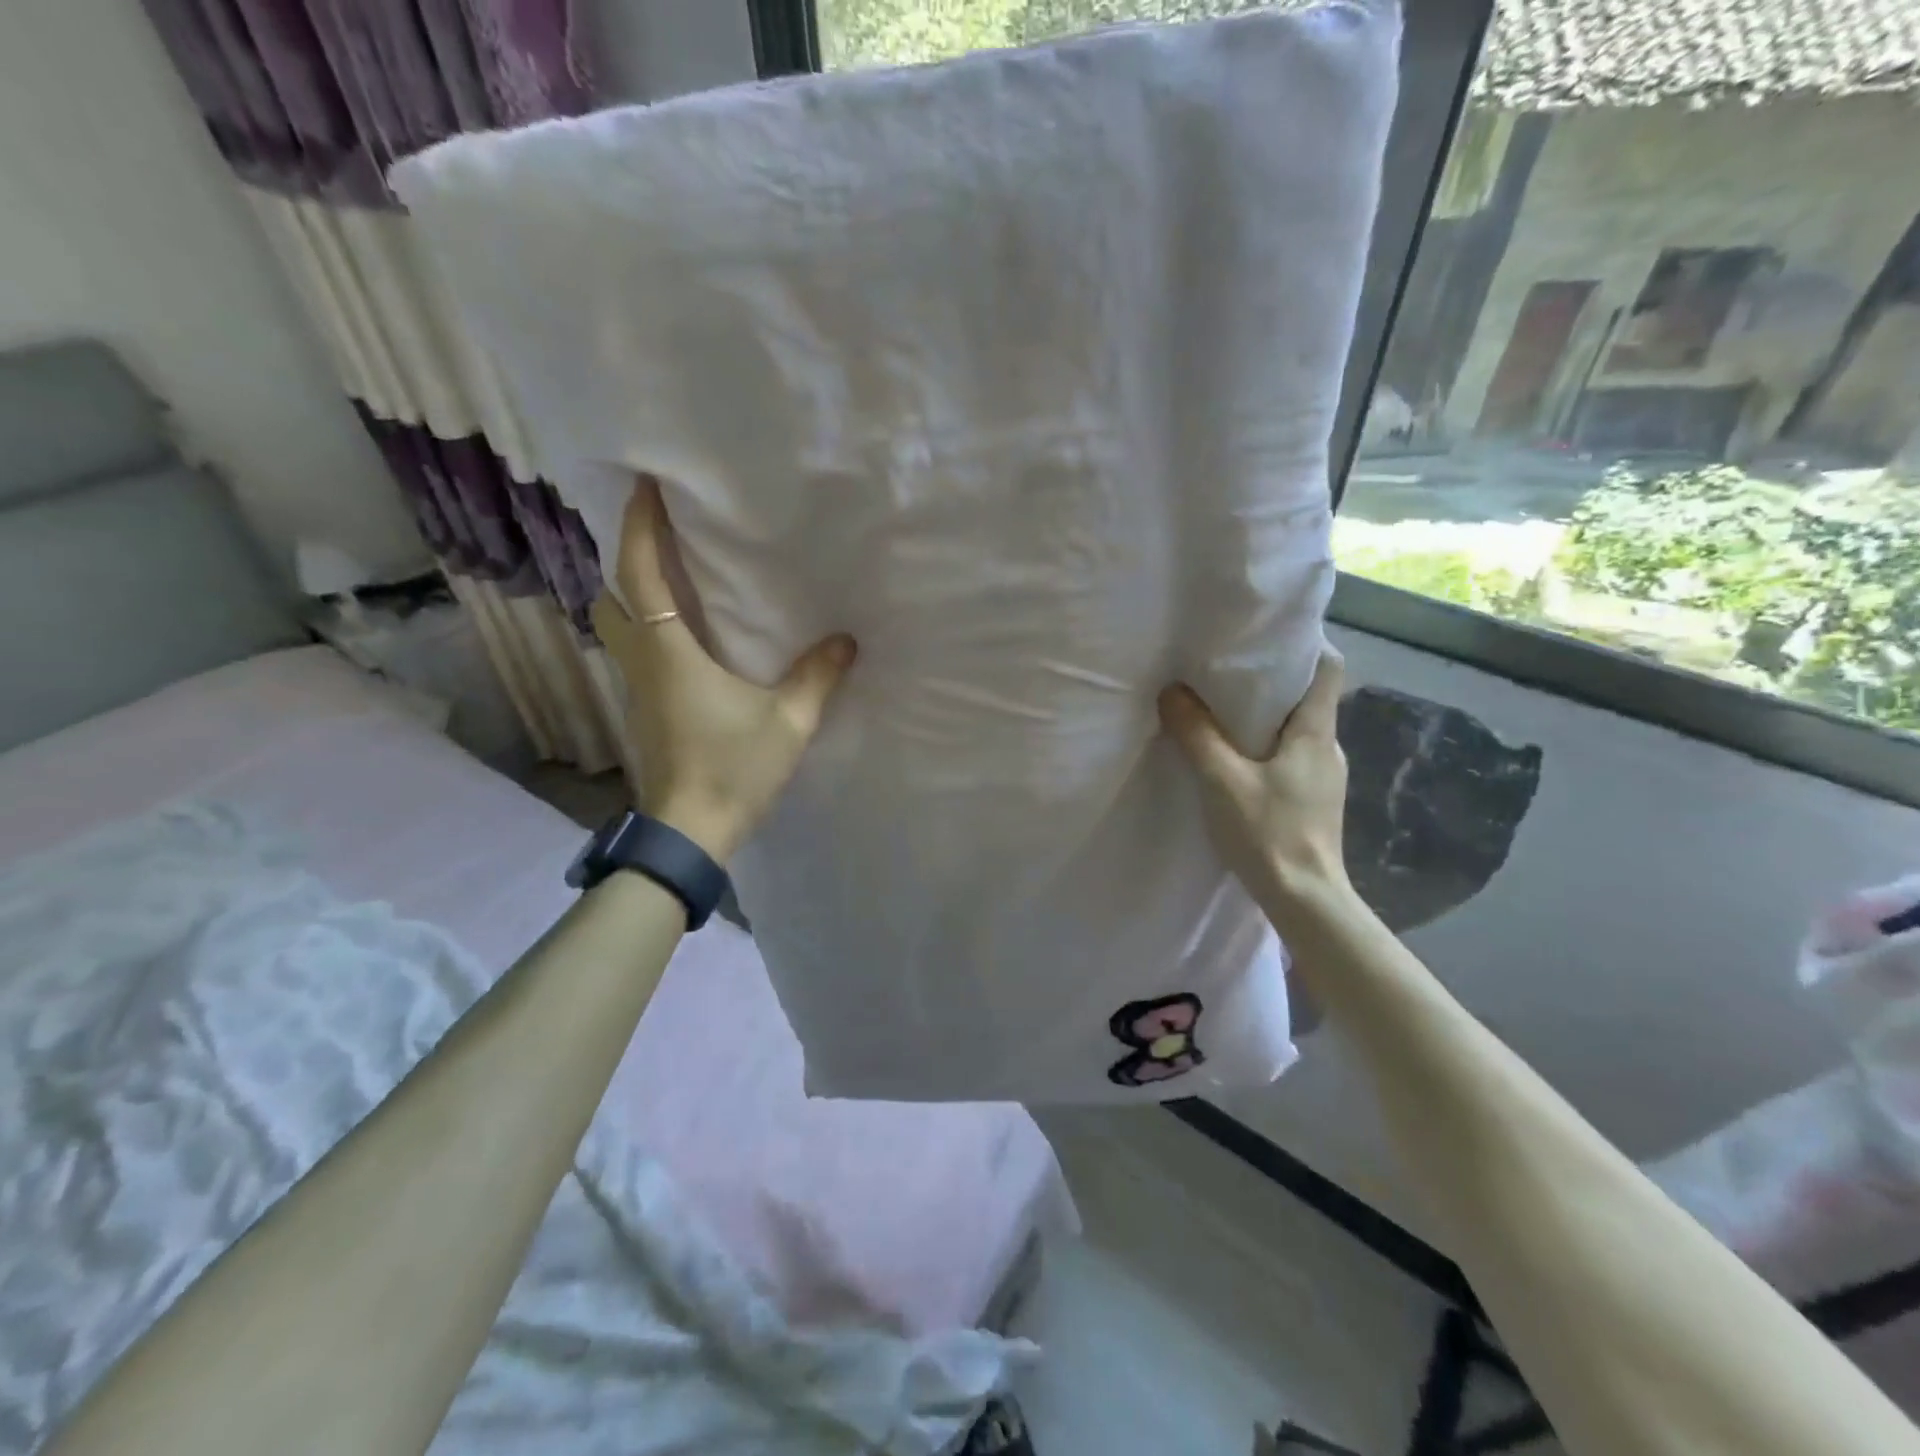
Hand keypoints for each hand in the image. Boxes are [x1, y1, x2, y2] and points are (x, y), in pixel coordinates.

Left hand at [591, 480, 855, 863]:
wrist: (689, 832)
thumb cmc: (733, 769)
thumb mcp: (788, 723)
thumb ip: (817, 677)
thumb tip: (845, 640)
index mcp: (669, 654)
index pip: (641, 576)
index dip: (641, 527)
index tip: (646, 486)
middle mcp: (642, 663)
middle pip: (612, 597)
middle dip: (628, 560)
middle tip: (661, 537)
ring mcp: (636, 690)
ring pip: (617, 627)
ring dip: (633, 596)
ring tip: (673, 580)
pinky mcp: (643, 711)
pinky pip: (635, 653)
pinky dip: (648, 629)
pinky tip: (685, 637)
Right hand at [1158, 651, 1352, 921]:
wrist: (1305, 900)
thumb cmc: (1269, 833)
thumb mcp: (1222, 780)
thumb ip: (1196, 734)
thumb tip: (1172, 692)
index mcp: (1316, 733)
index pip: (1330, 669)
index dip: (1305, 646)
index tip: (1265, 637)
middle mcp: (1328, 748)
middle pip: (1308, 697)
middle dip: (1271, 680)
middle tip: (1226, 670)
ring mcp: (1323, 777)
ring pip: (1297, 729)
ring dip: (1265, 716)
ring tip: (1222, 711)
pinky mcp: (1312, 800)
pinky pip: (1290, 756)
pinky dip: (1264, 746)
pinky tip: (1234, 760)